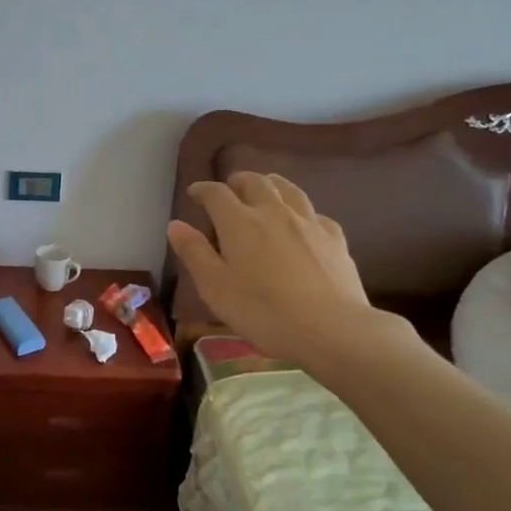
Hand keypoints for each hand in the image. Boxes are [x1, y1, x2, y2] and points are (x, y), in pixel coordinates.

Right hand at [167, 172, 400, 369]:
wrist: (331, 328)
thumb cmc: (262, 311)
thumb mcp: (214, 287)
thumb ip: (194, 253)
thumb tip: (176, 224)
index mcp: (239, 222)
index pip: (216, 194)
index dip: (203, 190)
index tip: (194, 193)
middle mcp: (273, 212)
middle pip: (255, 182)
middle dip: (238, 181)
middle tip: (230, 189)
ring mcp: (308, 222)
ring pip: (288, 189)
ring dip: (271, 184)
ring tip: (264, 189)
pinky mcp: (334, 238)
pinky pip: (314, 213)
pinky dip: (301, 211)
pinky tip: (302, 222)